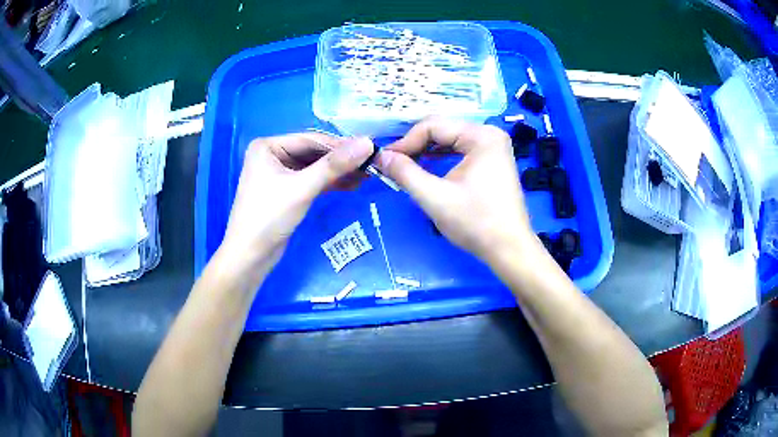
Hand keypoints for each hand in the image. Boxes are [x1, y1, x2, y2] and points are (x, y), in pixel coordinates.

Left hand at [220, 134, 373, 267]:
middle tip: (371, 163)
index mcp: (268, 146)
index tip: (370, 148)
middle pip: (313, 153)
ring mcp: (278, 174)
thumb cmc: (269, 217)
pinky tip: (351, 185)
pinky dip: (329, 183)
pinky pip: (311, 180)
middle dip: (340, 160)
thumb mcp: (302, 188)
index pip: (310, 140)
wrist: (250, 256)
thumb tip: (368, 143)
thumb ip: (334, 165)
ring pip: (314, 167)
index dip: (340, 144)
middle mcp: (272, 155)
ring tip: (367, 175)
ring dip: (338, 172)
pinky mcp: (286, 191)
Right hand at [374, 118, 535, 261]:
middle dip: (416, 146)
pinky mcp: (493, 161)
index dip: (405, 141)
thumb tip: (380, 156)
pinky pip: (461, 151)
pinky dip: (441, 159)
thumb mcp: (435, 197)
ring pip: (450, 140)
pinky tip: (427, 168)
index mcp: (481, 136)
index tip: (385, 160)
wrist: (509, 249)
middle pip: (442, 130)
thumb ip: (405, 173)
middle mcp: (489, 134)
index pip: (433, 126)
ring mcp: (493, 147)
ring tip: (405, 167)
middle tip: (393, 164)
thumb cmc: (475, 222)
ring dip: (426, 152)